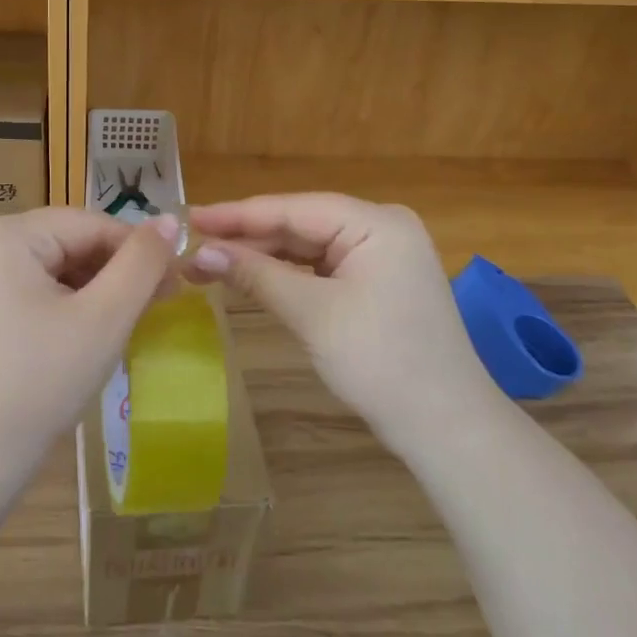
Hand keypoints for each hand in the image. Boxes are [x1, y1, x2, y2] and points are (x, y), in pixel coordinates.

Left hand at [0, 208, 179, 481]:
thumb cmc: (42, 380)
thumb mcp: (104, 318)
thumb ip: (141, 263)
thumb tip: (170, 220)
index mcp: (8, 235)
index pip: (91, 224)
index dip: (138, 250)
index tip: (176, 281)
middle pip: (71, 242)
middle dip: (118, 271)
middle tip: (160, 303)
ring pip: (57, 266)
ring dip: (98, 288)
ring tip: (132, 320)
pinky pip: (36, 288)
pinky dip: (70, 303)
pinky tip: (94, 332)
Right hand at [187, 195, 499, 448]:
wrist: (445, 427)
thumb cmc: (381, 362)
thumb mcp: (312, 314)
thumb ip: (256, 275)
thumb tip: (199, 252)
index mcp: (376, 222)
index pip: (293, 209)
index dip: (237, 215)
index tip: (190, 218)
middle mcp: (381, 228)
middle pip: (299, 224)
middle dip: (247, 239)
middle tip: (192, 248)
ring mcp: (381, 255)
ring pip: (307, 247)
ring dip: (262, 257)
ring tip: (209, 263)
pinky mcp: (376, 282)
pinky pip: (321, 268)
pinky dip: (286, 275)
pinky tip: (251, 277)